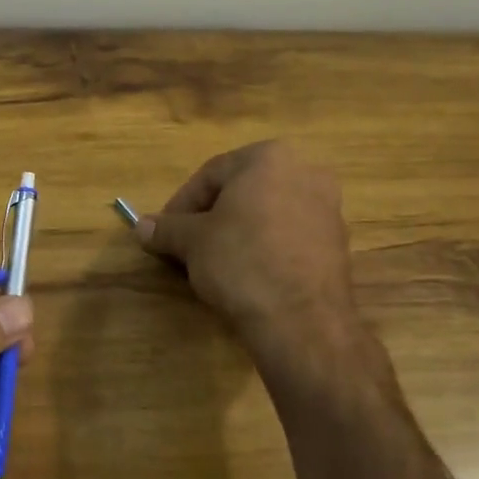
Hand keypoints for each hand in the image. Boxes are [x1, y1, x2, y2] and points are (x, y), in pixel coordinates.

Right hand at [137, 141, 369, 384]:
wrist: (301, 320)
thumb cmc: (241, 262)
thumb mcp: (192, 242)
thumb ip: (165, 228)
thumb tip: (140, 227)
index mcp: (269, 157)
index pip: (210, 174)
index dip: (181, 204)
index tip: (164, 231)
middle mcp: (305, 171)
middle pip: (241, 191)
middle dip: (211, 217)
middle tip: (186, 245)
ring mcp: (328, 207)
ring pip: (266, 213)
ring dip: (237, 232)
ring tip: (214, 262)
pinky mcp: (337, 243)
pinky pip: (288, 235)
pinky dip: (264, 247)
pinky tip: (247, 274)